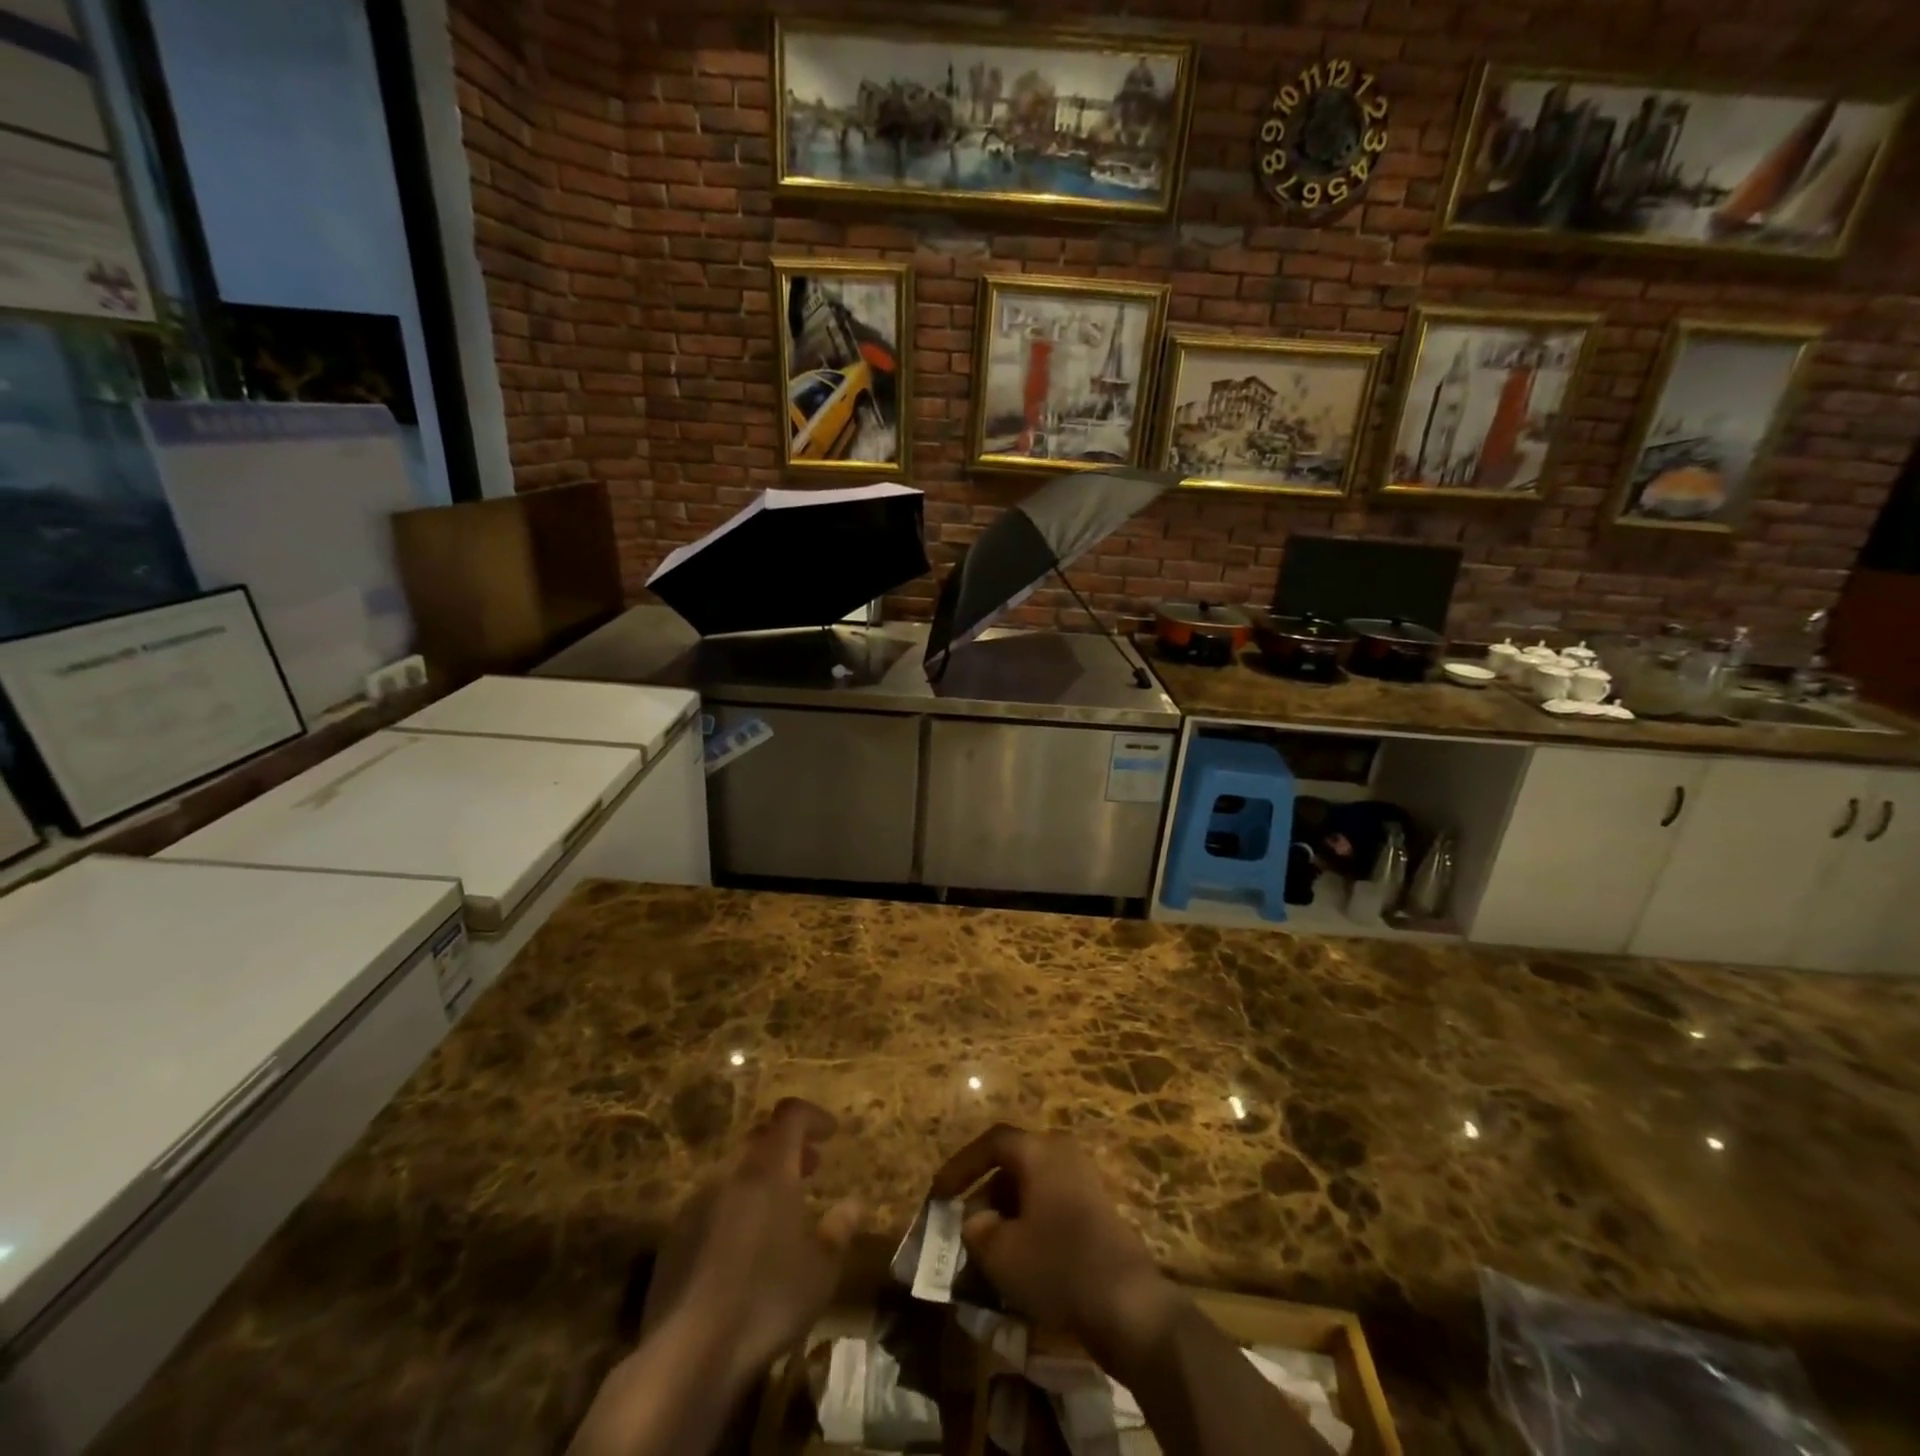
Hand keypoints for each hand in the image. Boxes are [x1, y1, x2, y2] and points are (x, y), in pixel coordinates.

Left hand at [645, 1098, 861, 1386]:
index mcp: (769, 1170)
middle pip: (760, 1140)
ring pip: (735, 1174)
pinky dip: (735, 1209)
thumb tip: (854, 1204)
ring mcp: (696, 1205)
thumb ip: (839, 1230)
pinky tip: (744, 1250)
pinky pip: (712, 1206)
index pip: (790, 1115)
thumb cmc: (767, 1300)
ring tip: (780, 1213)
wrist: (686, 1355)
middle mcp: (731, 1175)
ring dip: (761, 1180)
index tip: (831, 1133)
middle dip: (788, 1149)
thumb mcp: (821, 1270)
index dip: (813, 1117)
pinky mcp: (673, 1240)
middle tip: (810, 1170)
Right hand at [930, 1125, 1181, 1375]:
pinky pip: (1051, 1207)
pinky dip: (1030, 1226)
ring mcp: (1084, 1182)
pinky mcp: (1097, 1212)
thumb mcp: (1000, 1252)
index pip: (991, 1143)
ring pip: (1032, 1189)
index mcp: (1039, 1151)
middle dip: (985, 1195)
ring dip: (1007, 1215)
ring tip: (989, 1252)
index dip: (961, 1166)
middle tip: (965, 1229)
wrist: (1127, 1303)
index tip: (940, 1194)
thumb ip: (977, 1229)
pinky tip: (1021, 1263)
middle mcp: (1063, 1155)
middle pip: (1013, 1165)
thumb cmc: (1056, 1265)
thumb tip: (976, 1220)